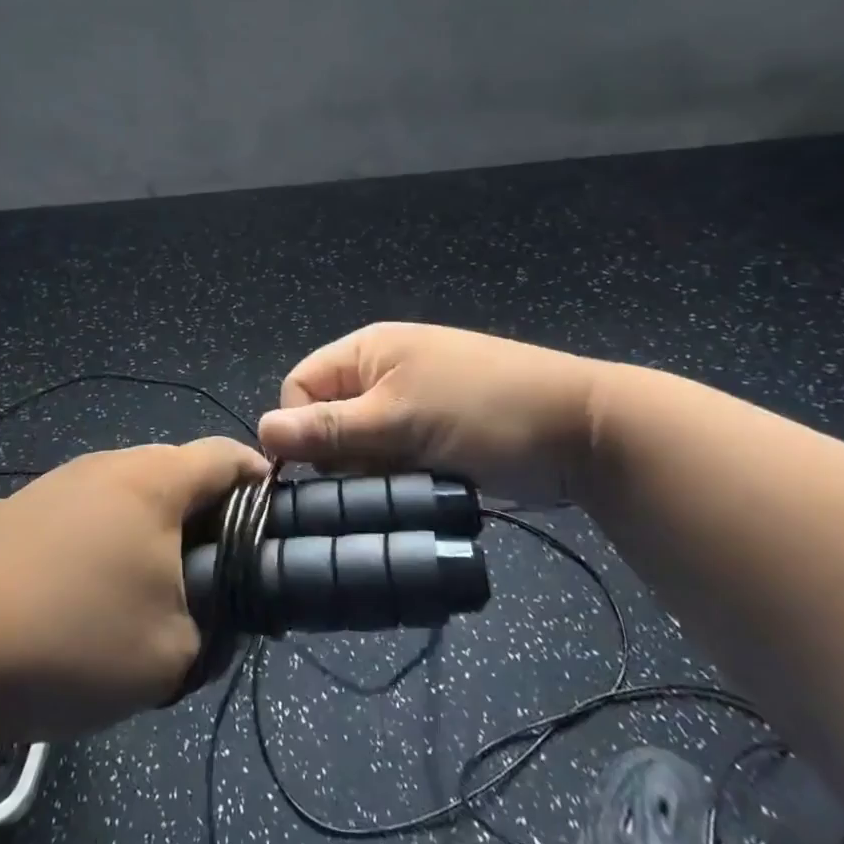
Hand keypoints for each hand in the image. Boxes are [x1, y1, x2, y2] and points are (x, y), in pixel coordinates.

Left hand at [0, 438, 266, 747]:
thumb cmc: (71, 642)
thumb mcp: (172, 655)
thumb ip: (217, 627)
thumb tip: (218, 608)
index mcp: (154, 481)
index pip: (227, 456)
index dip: (260, 484)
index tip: (274, 528)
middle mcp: (109, 463)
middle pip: (179, 472)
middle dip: (208, 516)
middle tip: (215, 575)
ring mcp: (62, 480)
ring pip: (132, 492)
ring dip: (155, 529)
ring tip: (153, 589)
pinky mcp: (26, 506)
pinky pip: (91, 508)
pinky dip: (111, 536)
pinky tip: (92, 590)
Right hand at [257, 323, 602, 503]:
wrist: (581, 432)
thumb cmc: (484, 411)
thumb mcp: (399, 419)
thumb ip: (328, 428)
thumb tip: (262, 432)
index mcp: (365, 351)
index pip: (299, 387)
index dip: (299, 428)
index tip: (321, 470)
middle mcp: (380, 373)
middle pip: (327, 419)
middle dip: (339, 456)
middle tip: (371, 481)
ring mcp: (409, 405)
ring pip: (358, 446)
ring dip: (370, 473)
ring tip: (400, 488)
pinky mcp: (432, 437)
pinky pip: (390, 460)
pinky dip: (396, 479)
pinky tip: (416, 492)